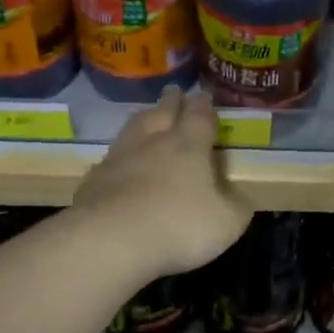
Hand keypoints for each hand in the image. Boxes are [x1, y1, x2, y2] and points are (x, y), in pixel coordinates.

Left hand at [72, 87, 252, 276]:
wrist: (109, 240)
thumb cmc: (178, 225)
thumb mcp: (227, 222)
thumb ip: (237, 206)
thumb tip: (239, 196)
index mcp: (189, 145)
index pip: (199, 116)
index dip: (204, 105)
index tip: (204, 95)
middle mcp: (153, 142)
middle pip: (163, 111)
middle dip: (172, 101)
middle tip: (175, 91)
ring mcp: (119, 158)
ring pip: (133, 128)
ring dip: (143, 119)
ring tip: (147, 116)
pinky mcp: (93, 181)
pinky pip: (110, 159)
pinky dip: (119, 156)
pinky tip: (119, 163)